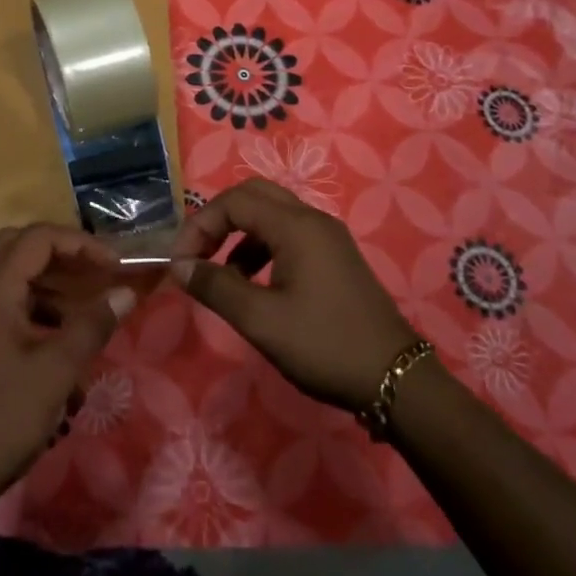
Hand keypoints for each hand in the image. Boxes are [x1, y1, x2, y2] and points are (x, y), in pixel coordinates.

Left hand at [0, 224, 135, 511]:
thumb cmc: (2, 419)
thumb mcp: (57, 372)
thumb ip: (92, 326)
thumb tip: (125, 292)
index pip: (39, 238)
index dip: (80, 243)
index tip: (114, 266)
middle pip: (21, 246)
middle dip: (63, 253)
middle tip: (95, 272)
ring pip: (15, 276)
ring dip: (52, 283)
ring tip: (86, 312)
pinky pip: (9, 305)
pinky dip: (39, 310)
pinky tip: (62, 344)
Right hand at [171, 180, 420, 413]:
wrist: (396, 379)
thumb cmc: (324, 345)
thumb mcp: (261, 320)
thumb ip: (216, 287)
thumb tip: (179, 267)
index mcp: (295, 226)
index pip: (233, 201)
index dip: (200, 225)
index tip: (181, 263)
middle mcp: (312, 219)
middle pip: (253, 196)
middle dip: (218, 220)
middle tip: (198, 255)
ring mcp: (327, 237)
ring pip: (271, 214)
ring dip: (239, 235)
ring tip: (222, 276)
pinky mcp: (334, 257)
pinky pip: (288, 235)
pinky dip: (261, 248)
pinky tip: (254, 284)